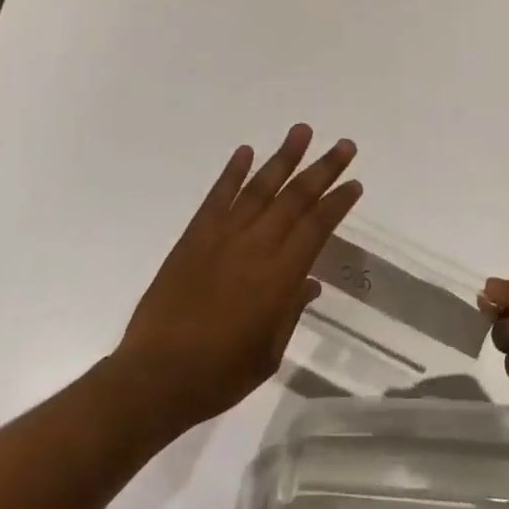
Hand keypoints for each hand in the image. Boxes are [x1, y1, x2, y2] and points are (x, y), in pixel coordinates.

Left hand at [116, 125, 360, 431]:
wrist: (154, 377)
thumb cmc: (219, 374)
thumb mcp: (268, 353)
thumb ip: (290, 311)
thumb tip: (308, 282)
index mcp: (279, 278)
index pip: (317, 228)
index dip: (337, 203)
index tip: (354, 183)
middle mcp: (255, 247)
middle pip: (295, 199)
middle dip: (323, 169)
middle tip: (345, 145)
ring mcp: (222, 237)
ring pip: (260, 188)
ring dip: (283, 158)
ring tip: (302, 131)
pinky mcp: (193, 237)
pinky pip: (217, 197)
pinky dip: (233, 172)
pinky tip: (246, 152)